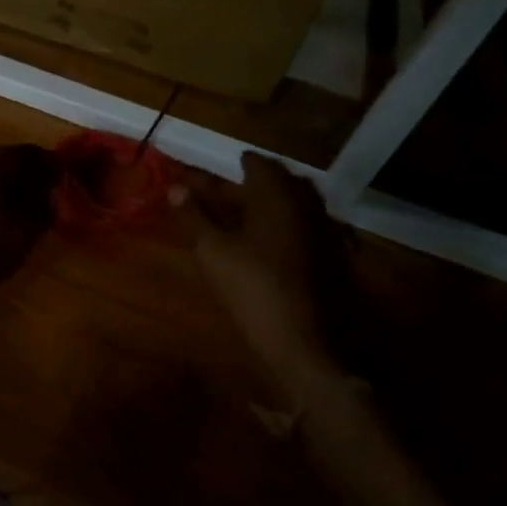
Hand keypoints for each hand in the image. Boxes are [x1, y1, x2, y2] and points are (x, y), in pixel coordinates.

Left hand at [0, 145, 58, 322]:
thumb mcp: (24, 230)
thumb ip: (47, 206)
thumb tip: (59, 192)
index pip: (42, 155)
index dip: (64, 175)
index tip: (82, 198)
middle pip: (20, 169)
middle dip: (43, 190)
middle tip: (62, 219)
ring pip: (2, 187)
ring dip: (22, 205)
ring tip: (37, 234)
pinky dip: (1, 216)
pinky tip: (6, 241)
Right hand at [173, 152, 343, 385]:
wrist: (306, 342)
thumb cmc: (253, 288)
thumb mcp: (213, 251)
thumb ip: (194, 216)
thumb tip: (175, 188)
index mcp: (278, 195)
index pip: (257, 164)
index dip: (230, 165)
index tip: (212, 170)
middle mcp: (307, 204)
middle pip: (276, 182)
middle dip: (246, 184)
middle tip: (217, 193)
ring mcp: (324, 231)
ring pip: (291, 206)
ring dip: (264, 206)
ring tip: (234, 217)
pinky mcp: (331, 257)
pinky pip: (302, 227)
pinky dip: (280, 227)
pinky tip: (261, 244)